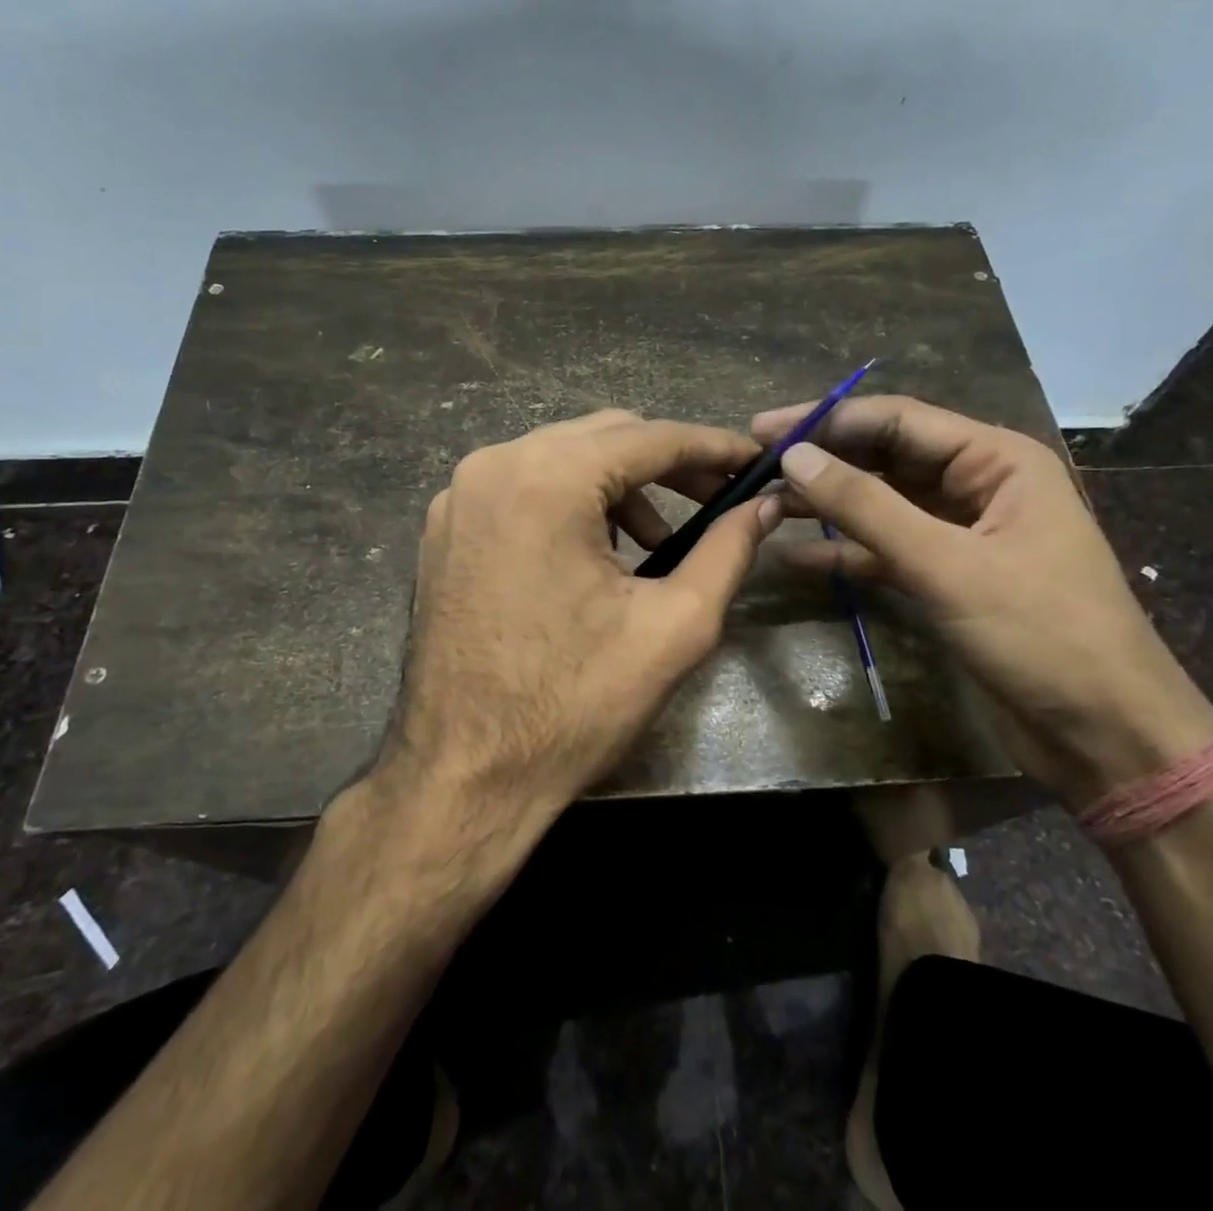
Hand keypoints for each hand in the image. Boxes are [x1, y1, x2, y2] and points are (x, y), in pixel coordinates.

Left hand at [386, 410, 781, 821]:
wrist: (464, 776)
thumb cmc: (574, 705)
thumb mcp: (675, 626)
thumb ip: (728, 550)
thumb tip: (766, 506)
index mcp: (546, 479)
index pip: (650, 437)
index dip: (713, 446)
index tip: (756, 462)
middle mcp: (493, 466)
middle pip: (604, 436)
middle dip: (669, 463)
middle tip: (719, 499)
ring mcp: (460, 495)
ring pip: (563, 458)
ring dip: (621, 486)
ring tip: (661, 542)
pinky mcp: (447, 527)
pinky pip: (526, 488)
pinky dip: (574, 503)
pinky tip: (600, 554)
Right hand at [750, 395, 1212, 804]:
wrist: (1105, 735)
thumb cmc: (1041, 634)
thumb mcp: (947, 564)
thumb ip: (867, 508)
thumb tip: (795, 457)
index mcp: (997, 460)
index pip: (897, 420)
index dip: (827, 420)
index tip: (764, 430)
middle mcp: (979, 485)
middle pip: (886, 457)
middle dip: (824, 459)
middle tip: (756, 463)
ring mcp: (962, 533)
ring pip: (882, 504)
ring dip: (829, 504)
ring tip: (765, 503)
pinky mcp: (949, 577)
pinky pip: (887, 551)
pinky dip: (846, 553)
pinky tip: (796, 559)